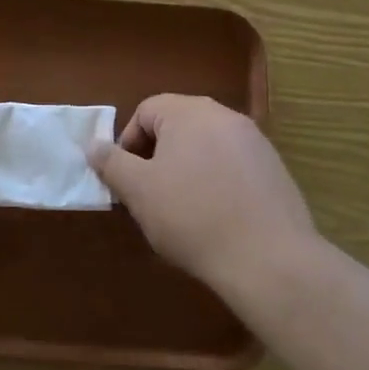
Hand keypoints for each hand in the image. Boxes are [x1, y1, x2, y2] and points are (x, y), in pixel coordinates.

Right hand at [89, 95, 317, 297]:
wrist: (269, 258)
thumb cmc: (192, 217)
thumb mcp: (138, 191)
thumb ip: (112, 163)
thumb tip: (93, 145)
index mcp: (189, 112)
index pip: (146, 111)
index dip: (128, 143)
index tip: (127, 180)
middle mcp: (224, 115)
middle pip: (177, 126)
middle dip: (157, 156)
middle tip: (151, 195)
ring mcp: (255, 141)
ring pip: (206, 146)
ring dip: (187, 169)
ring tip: (183, 210)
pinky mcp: (274, 169)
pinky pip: (233, 166)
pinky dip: (217, 183)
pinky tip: (217, 218)